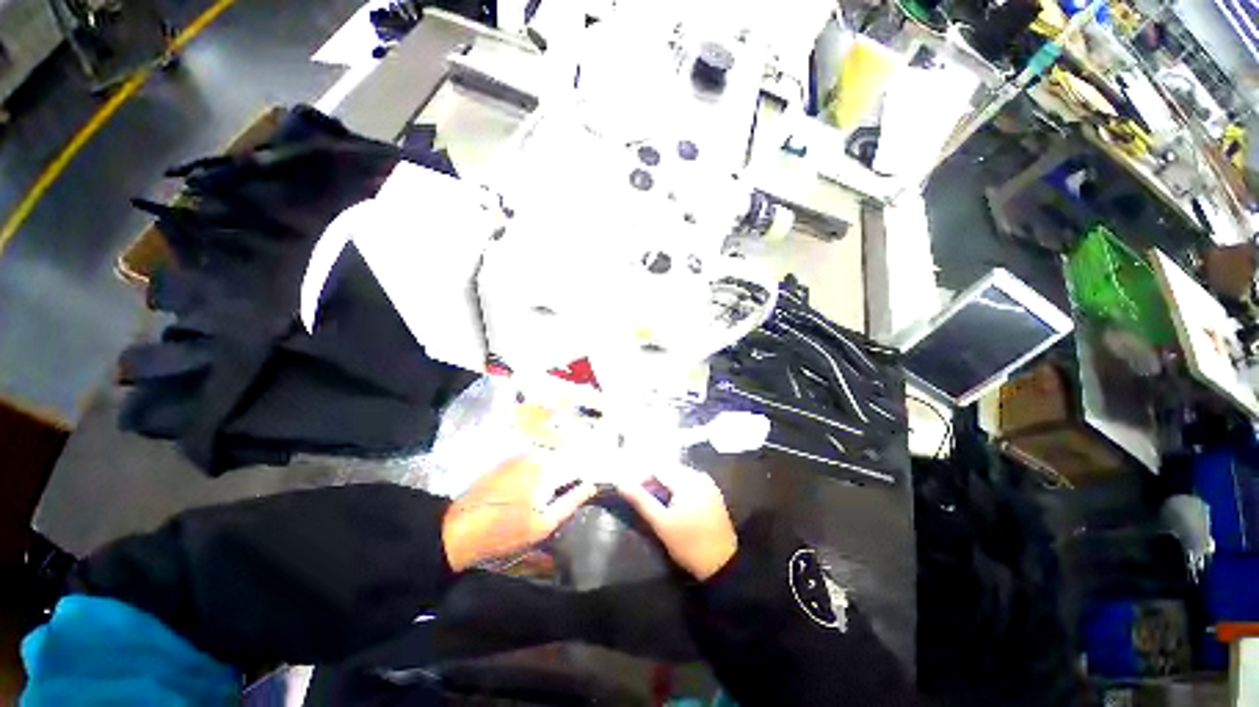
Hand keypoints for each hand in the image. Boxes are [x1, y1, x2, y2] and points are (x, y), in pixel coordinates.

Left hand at [442, 456, 597, 571]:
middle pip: (566, 458)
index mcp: (549, 470)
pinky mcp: (510, 459)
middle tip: (572, 490)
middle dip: (571, 471)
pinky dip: (541, 467)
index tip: (590, 485)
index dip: (587, 474)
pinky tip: (534, 486)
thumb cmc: (506, 531)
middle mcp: (538, 455)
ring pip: (550, 457)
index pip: (580, 464)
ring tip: (553, 490)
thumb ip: (571, 501)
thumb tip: (591, 485)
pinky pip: (535, 458)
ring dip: (557, 468)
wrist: (460, 527)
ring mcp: (522, 454)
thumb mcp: (544, 524)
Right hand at [615, 467, 737, 580]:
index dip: (642, 477)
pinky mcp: (713, 493)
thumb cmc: (688, 544)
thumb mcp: (660, 523)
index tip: (634, 493)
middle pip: (669, 469)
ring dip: (666, 484)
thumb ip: (640, 500)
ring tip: (658, 503)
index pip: (658, 468)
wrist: (722, 565)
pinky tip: (674, 504)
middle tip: (645, 500)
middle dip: (654, 481)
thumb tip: (620, 482)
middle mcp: (699, 476)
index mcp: (687, 480)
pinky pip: (690, 481)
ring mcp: (708, 484)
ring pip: (679, 474)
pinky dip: (679, 487)